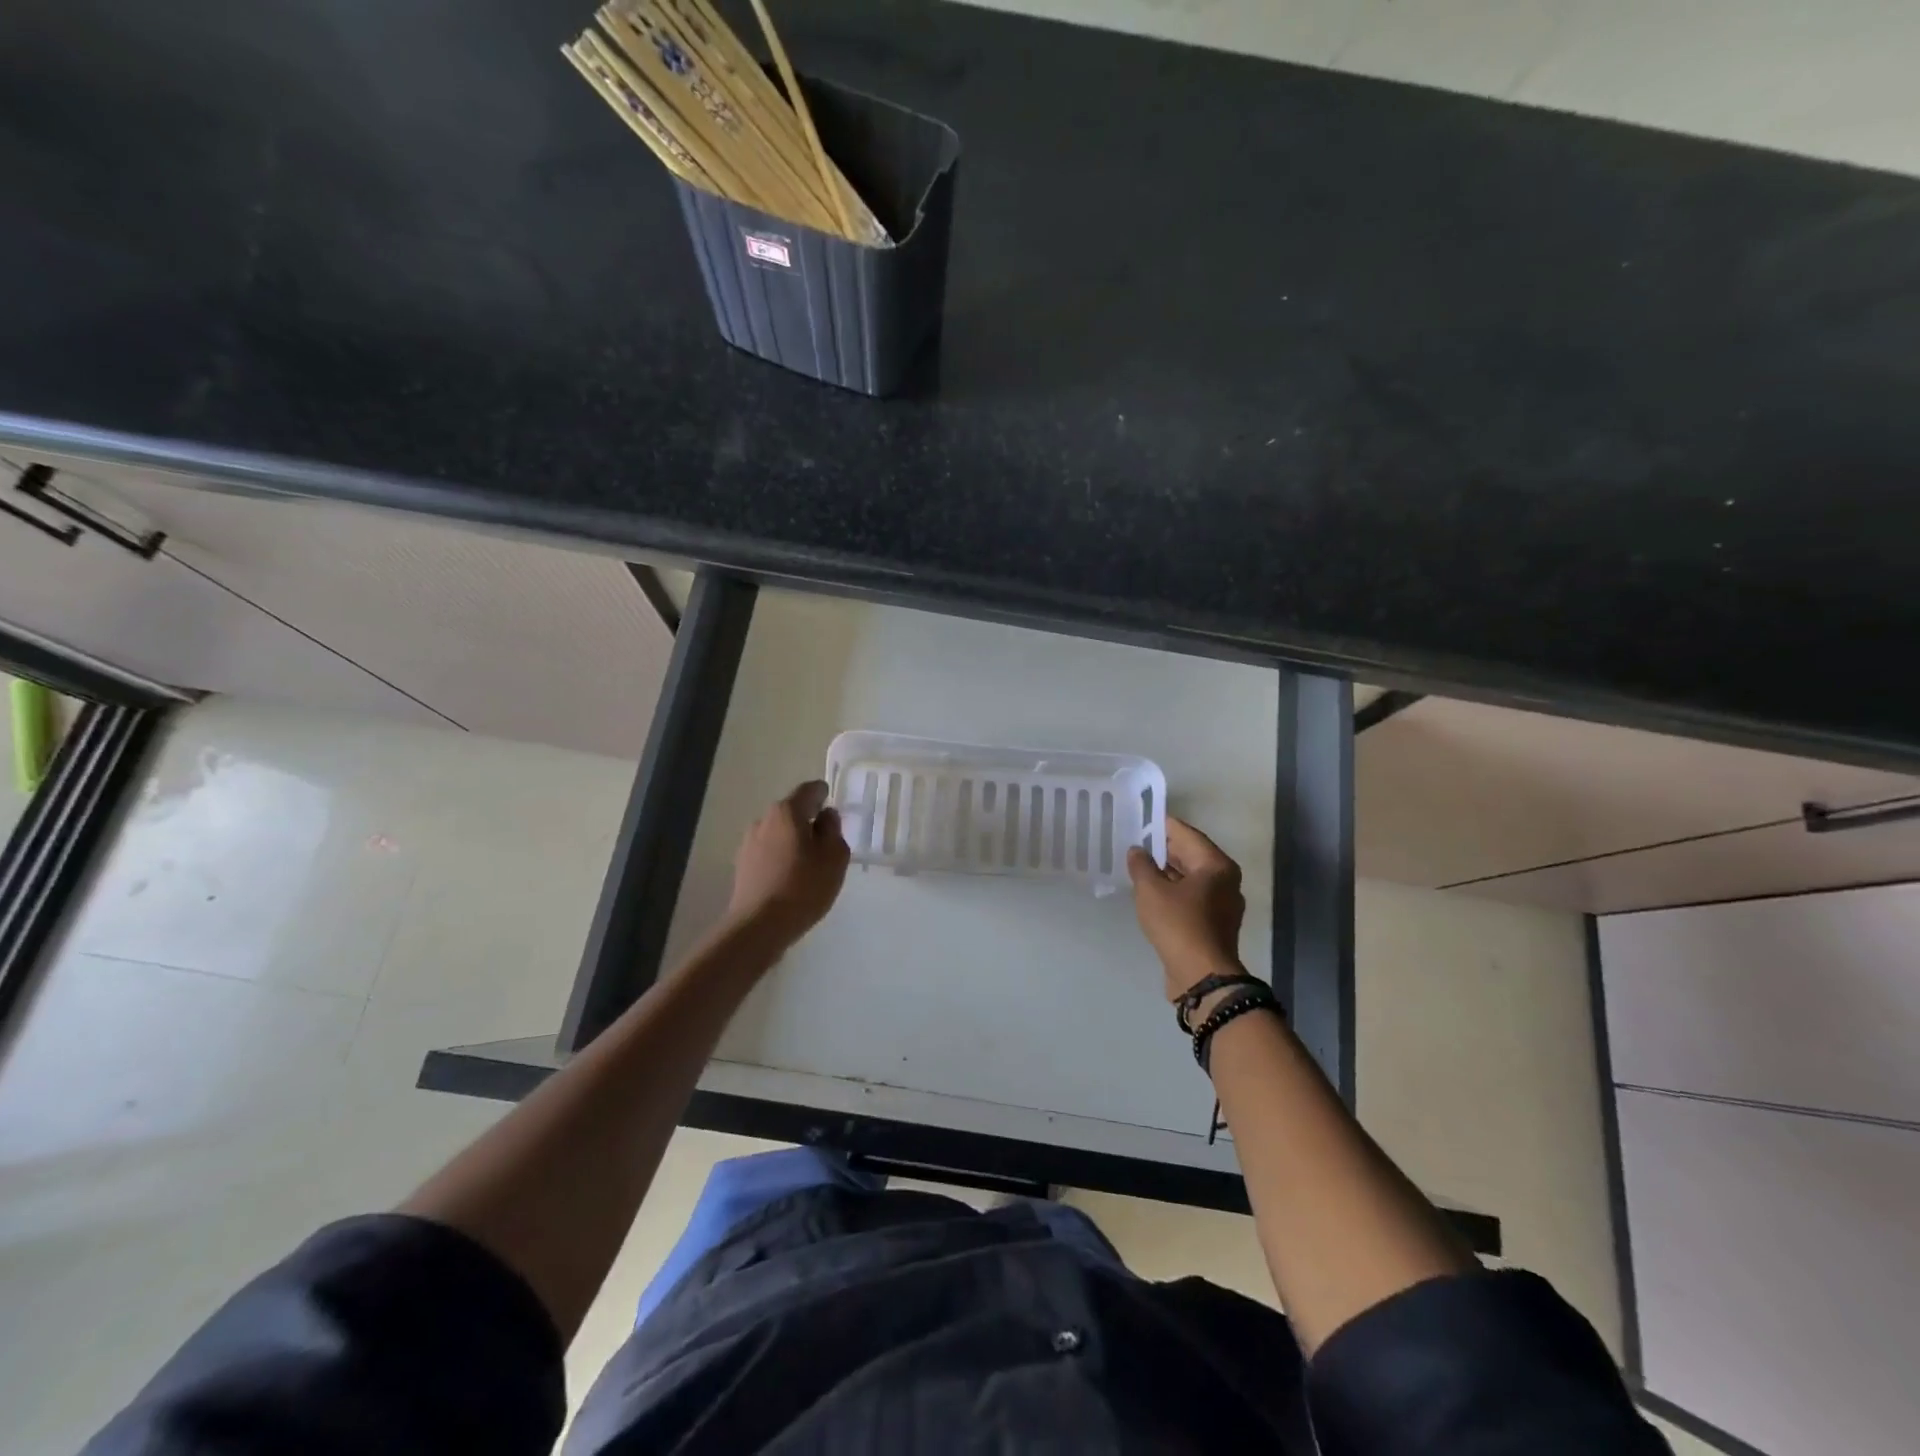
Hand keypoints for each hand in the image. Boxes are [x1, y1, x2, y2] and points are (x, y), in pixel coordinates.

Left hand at [727, 780, 850, 943]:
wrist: (759, 926)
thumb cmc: (804, 886)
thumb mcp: (834, 856)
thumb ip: (833, 829)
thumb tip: (825, 816)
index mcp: (787, 811)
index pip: (809, 790)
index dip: (824, 794)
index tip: (833, 806)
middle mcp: (764, 820)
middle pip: (792, 812)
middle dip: (809, 821)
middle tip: (826, 841)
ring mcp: (749, 843)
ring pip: (779, 833)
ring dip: (794, 841)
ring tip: (809, 865)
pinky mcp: (742, 865)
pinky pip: (768, 852)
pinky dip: (781, 858)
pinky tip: (791, 879)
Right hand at [1127, 817, 1245, 1001]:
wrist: (1202, 976)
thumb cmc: (1179, 924)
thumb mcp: (1151, 890)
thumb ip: (1141, 865)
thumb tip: (1136, 851)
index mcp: (1216, 865)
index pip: (1186, 834)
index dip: (1162, 825)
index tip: (1140, 819)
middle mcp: (1225, 881)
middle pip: (1191, 855)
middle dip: (1163, 849)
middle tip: (1135, 843)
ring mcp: (1223, 904)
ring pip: (1191, 878)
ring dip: (1167, 872)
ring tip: (1139, 868)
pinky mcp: (1214, 924)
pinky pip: (1192, 898)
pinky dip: (1174, 892)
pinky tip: (1152, 894)